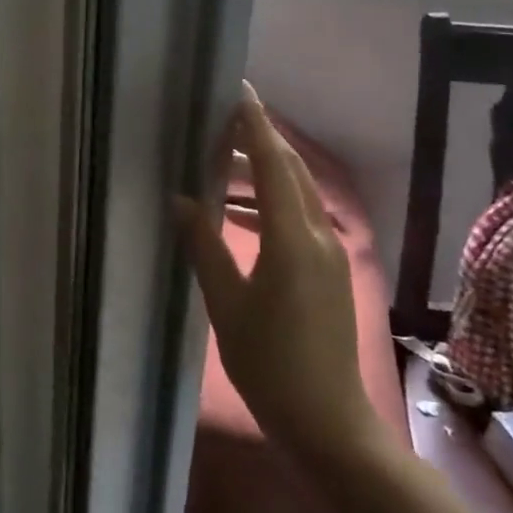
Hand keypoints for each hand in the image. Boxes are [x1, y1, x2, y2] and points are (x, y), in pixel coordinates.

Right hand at [176, 85, 380, 467]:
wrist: (328, 422)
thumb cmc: (270, 364)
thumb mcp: (226, 304)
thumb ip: (204, 246)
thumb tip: (181, 200)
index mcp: (292, 240)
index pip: (274, 165)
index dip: (256, 126)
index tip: (239, 91)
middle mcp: (319, 236)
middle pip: (292, 172)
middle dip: (261, 141)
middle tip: (223, 120)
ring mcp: (331, 255)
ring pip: (298, 195)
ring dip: (264, 173)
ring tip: (221, 165)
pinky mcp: (331, 272)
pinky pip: (300, 219)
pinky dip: (272, 203)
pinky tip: (239, 215)